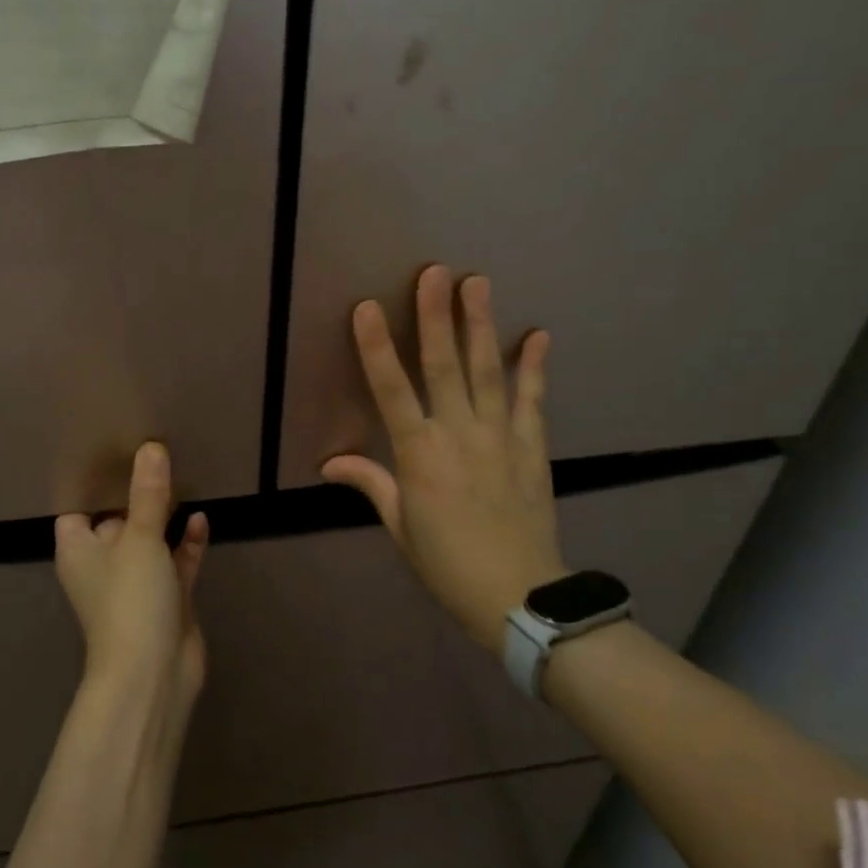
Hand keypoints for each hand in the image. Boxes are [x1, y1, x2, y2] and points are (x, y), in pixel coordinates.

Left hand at [55, 442, 209, 701]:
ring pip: (149, 540)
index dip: (94, 482)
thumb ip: (148, 493)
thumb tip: (151, 447)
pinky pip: (175, 561)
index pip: (78, 507)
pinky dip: (185, 543)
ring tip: (183, 476)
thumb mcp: (140, 539)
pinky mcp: (165, 598)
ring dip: (164, 516)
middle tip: (157, 452)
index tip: (115, 449)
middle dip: (136, 493)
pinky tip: (200, 519)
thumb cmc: (130, 600)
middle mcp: (103, 563)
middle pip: (118, 519)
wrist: (153, 675)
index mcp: (79, 549)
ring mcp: (135, 583)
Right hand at [322, 266, 568, 653]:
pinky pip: (532, 400)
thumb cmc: (447, 563)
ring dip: (481, 325)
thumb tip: (330, 463)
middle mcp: (458, 435)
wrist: (518, 595)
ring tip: (478, 283)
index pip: (391, 391)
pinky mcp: (531, 447)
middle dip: (436, 316)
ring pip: (488, 372)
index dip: (376, 348)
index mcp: (419, 455)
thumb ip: (371, 483)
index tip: (366, 308)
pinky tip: (537, 335)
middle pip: (444, 367)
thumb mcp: (400, 527)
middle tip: (435, 272)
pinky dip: (535, 367)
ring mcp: (500, 437)